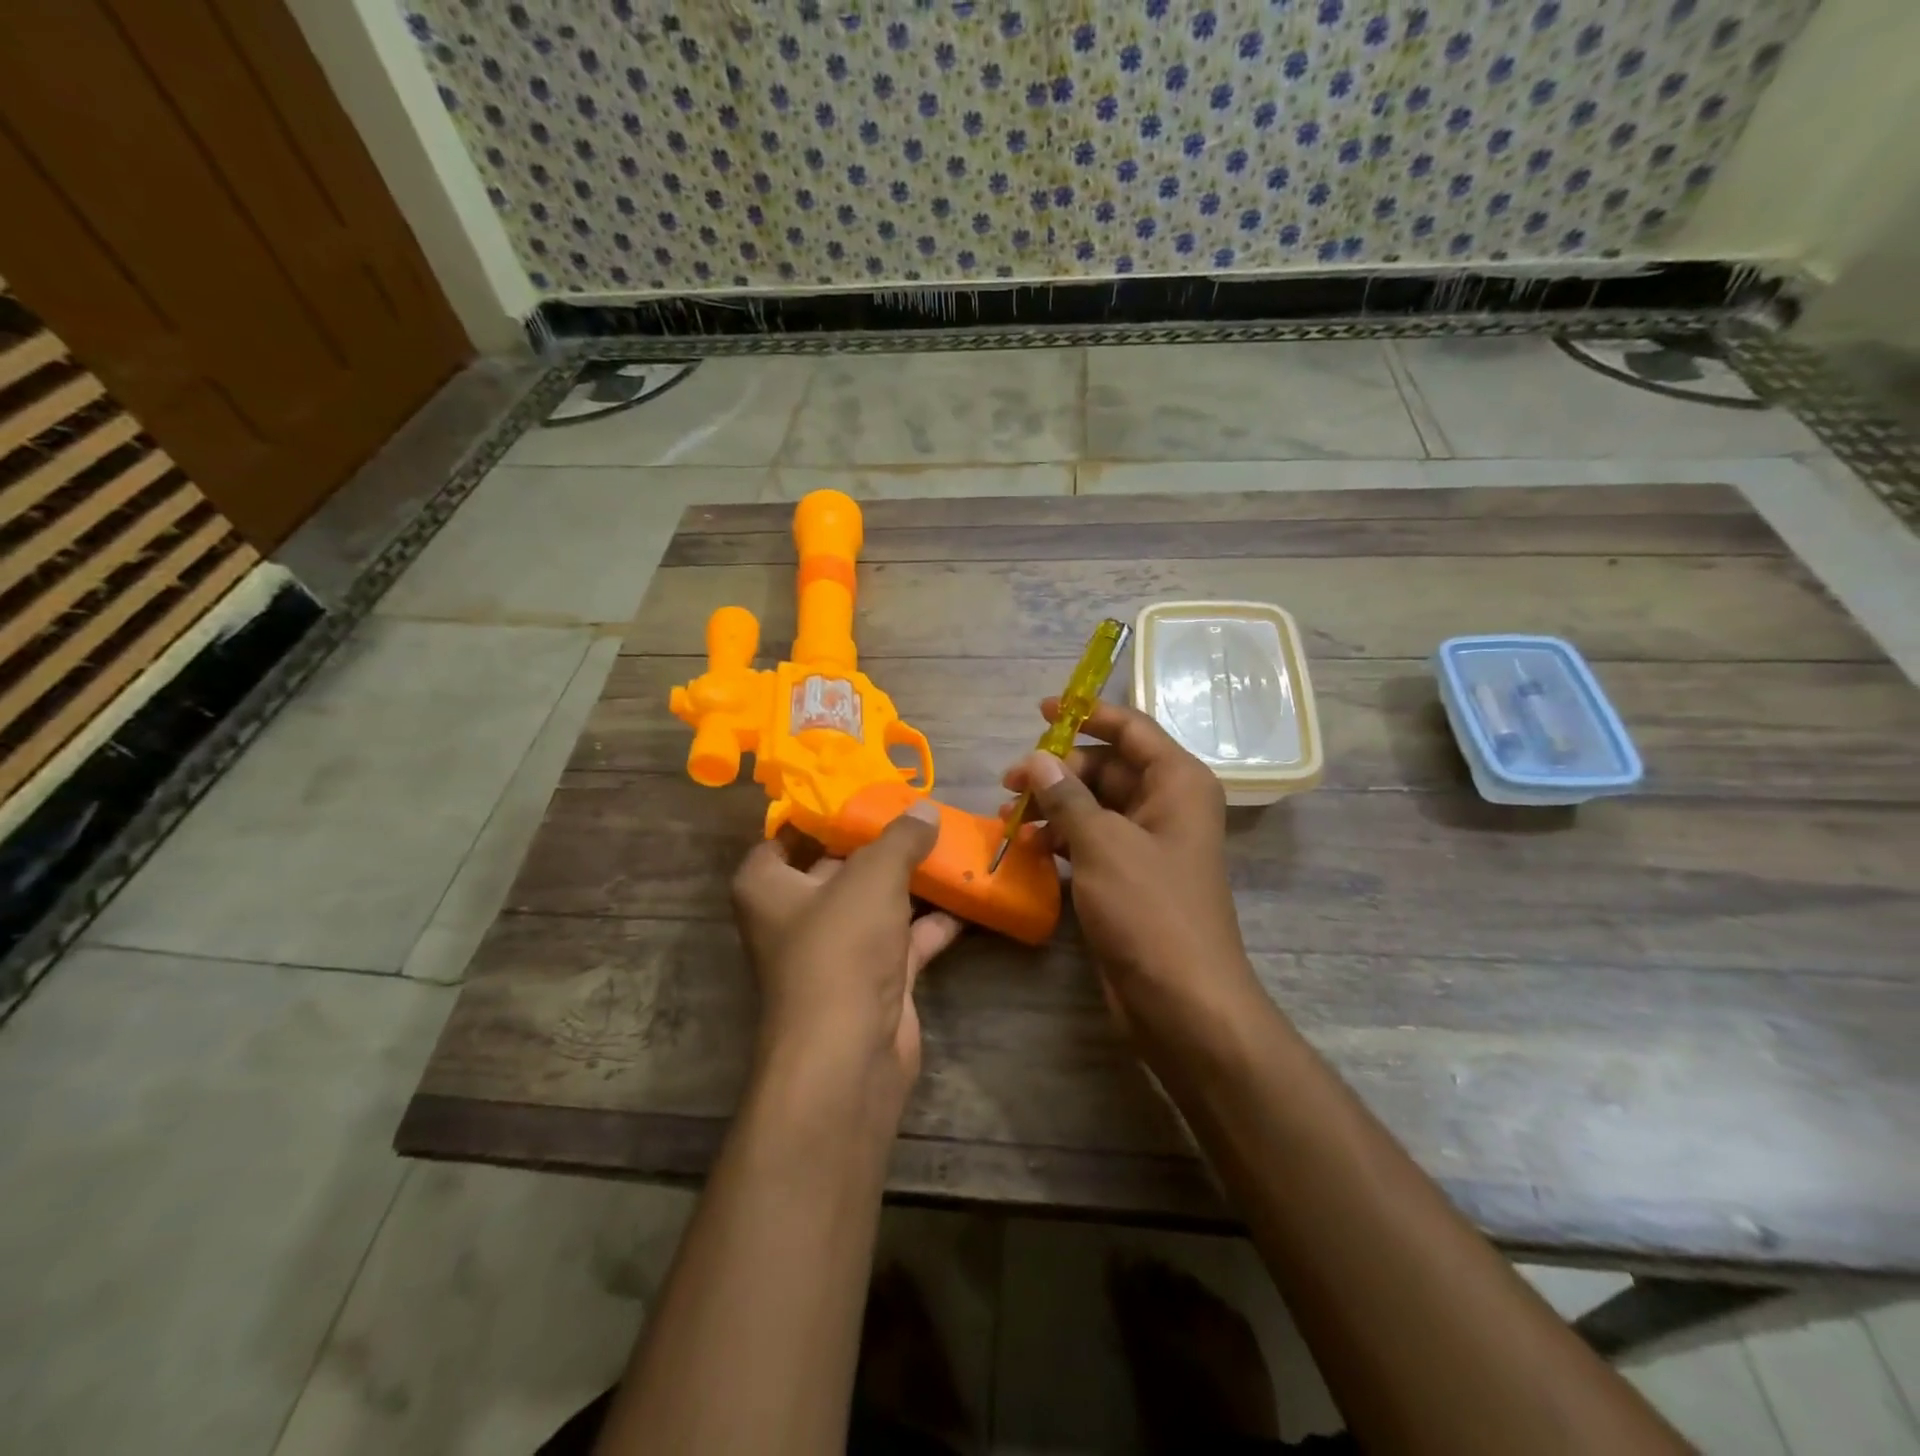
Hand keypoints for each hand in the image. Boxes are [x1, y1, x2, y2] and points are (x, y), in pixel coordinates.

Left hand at [731, 801, 961, 1115]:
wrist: (850, 1053)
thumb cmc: (841, 947)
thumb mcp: (873, 875)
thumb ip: (900, 837)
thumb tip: (924, 810)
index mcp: (767, 886)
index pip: (784, 836)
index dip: (820, 812)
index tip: (862, 789)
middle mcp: (795, 916)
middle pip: (837, 865)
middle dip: (878, 843)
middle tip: (919, 812)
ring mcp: (836, 951)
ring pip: (875, 903)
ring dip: (911, 881)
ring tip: (951, 845)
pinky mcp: (873, 980)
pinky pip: (905, 939)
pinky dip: (934, 922)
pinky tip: (968, 898)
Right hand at [1002, 699, 1264, 1060]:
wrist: (1182, 1001)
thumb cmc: (1150, 910)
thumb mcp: (1103, 844)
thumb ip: (1067, 796)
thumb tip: (1038, 758)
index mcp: (1177, 782)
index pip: (1131, 728)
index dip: (1088, 714)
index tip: (1043, 710)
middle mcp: (1167, 804)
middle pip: (1107, 767)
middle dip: (1058, 770)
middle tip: (1009, 780)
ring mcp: (1148, 843)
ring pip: (1095, 806)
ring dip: (1053, 807)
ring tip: (1009, 816)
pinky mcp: (1130, 876)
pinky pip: (1092, 840)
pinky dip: (1062, 838)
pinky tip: (1028, 847)